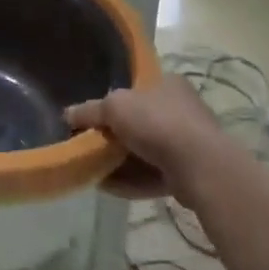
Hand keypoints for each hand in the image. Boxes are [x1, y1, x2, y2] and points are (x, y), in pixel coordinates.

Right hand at [65, 76, 226, 201]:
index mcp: (167, 83)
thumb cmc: (157, 122)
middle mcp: (181, 108)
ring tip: (96, 171)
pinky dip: (133, 179)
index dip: (113, 103)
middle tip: (92, 147)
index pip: (136, 89)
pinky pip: (154, 174)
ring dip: (121, 161)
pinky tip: (110, 187)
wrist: (200, 166)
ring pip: (146, 150)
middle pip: (139, 121)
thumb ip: (89, 111)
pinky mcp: (190, 172)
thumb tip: (67, 115)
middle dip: (115, 136)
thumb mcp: (114, 107)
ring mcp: (188, 142)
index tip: (94, 120)